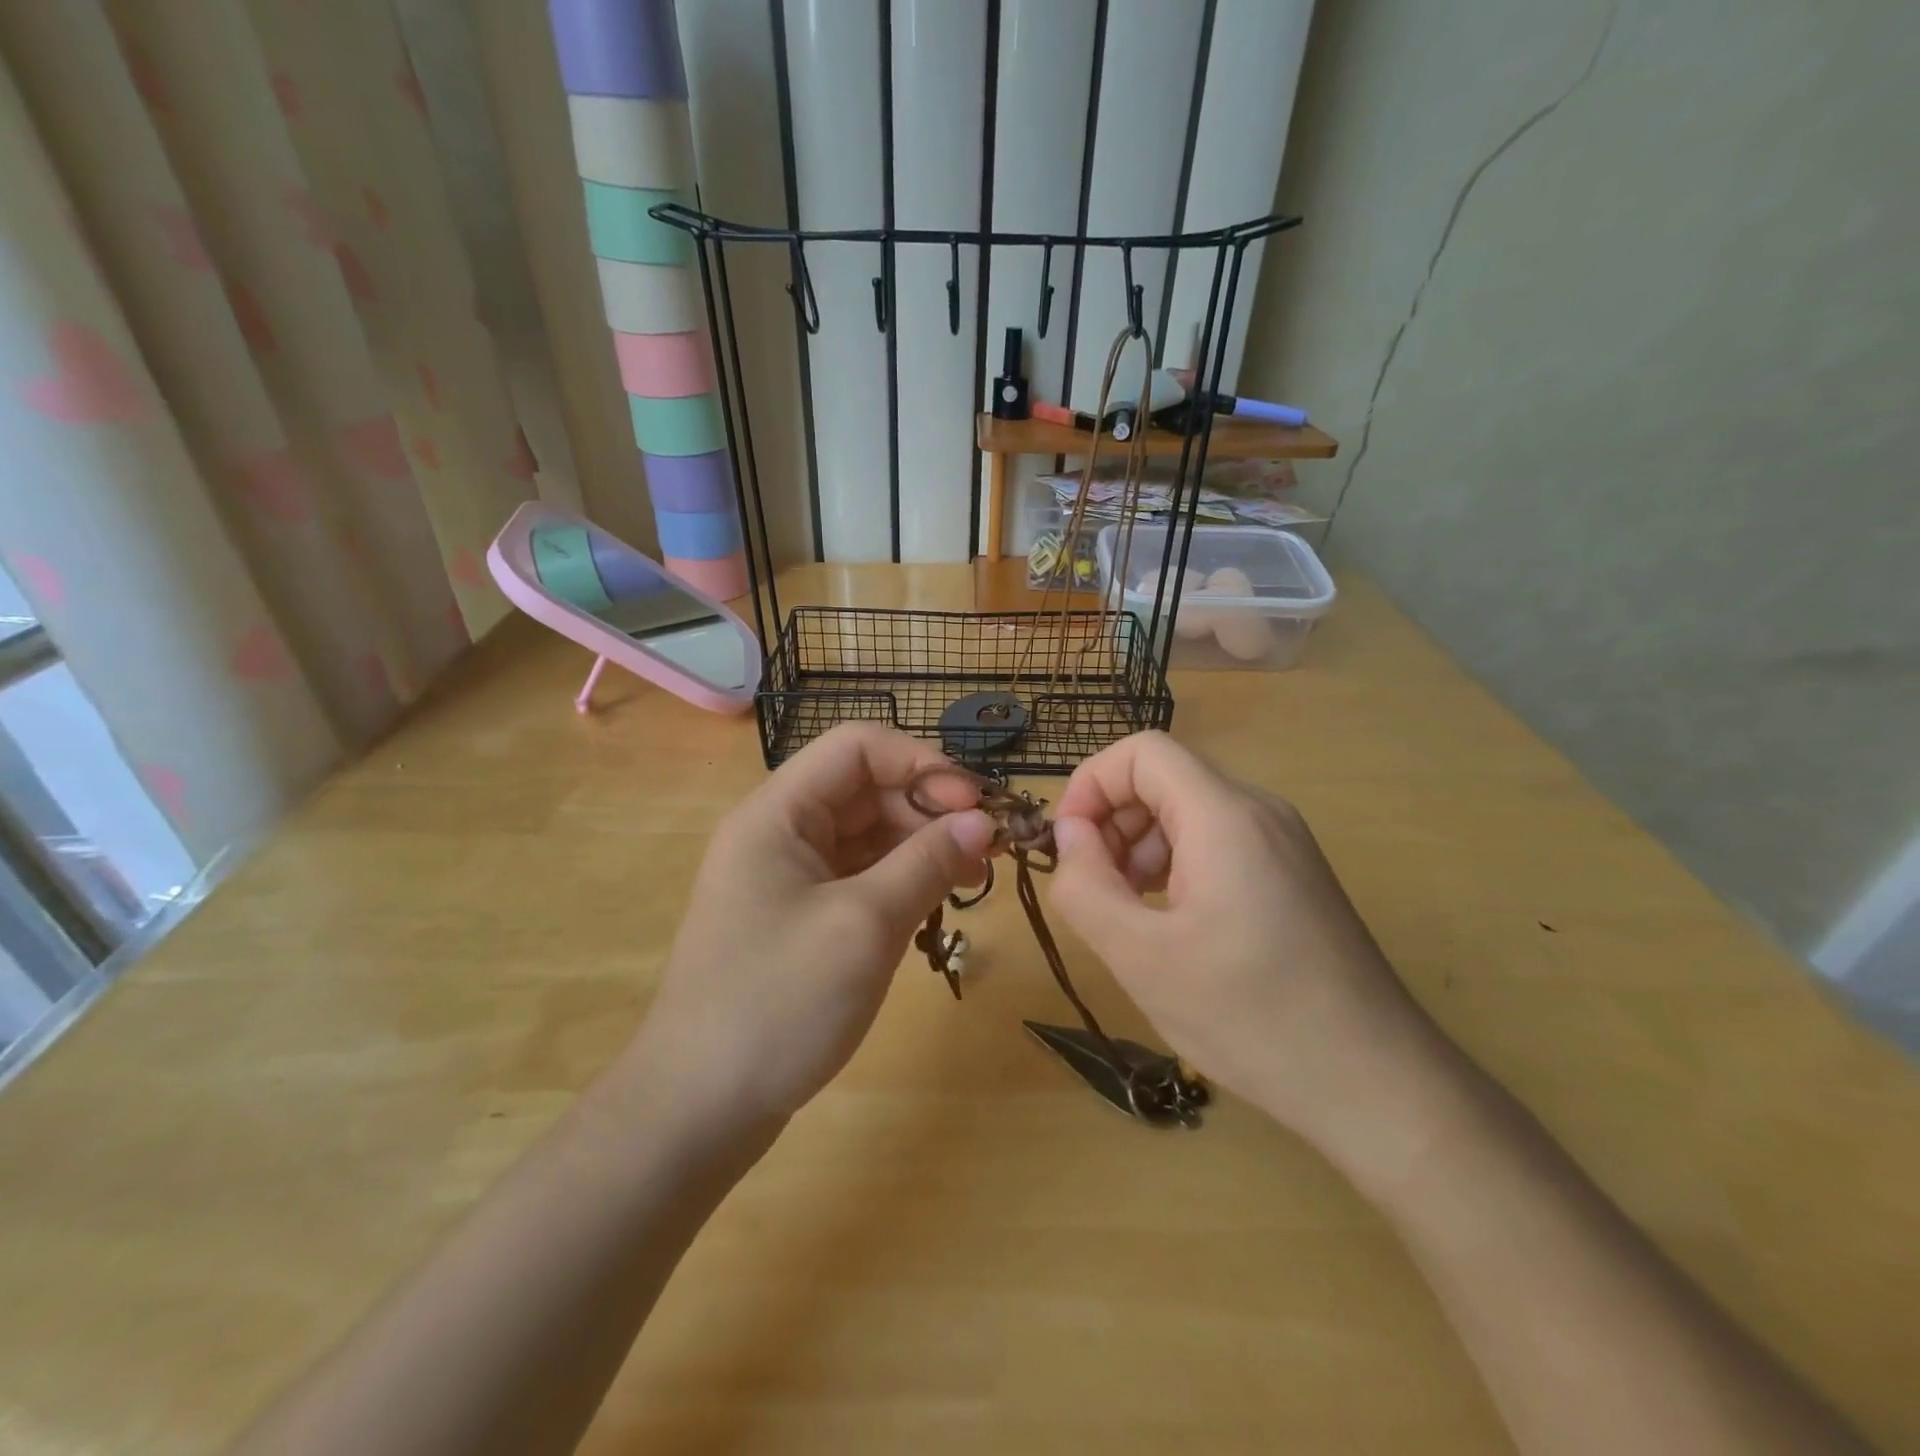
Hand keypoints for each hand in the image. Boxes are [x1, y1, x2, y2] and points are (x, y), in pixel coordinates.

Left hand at [630, 724, 995, 1125]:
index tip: (973, 806)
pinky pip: (860, 876)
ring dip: (922, 845)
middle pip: (867, 789)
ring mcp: (790, 876)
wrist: (698, 1109)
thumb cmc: (778, 1003)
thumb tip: (984, 821)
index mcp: (779, 813)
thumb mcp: (864, 925)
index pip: (859, 747)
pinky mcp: (801, 916)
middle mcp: (782, 832)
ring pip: (869, 834)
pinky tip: (936, 902)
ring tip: (973, 875)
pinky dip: (901, 880)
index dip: (921, 764)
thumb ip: (927, 862)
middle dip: (930, 808)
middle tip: (988, 848)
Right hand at [1047, 732, 1439, 1152]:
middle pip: (1164, 780)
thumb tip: (1069, 834)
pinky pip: (1217, 843)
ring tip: (1127, 914)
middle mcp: (1259, 812)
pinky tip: (1170, 924)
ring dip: (1140, 848)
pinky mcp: (1293, 875)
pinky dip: (1176, 866)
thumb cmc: (1251, 1016)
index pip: (1141, 752)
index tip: (1066, 845)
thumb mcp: (1141, 956)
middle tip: (1093, 889)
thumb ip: (1085, 885)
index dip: (1090, 785)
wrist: (1376, 1084)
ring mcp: (1283, 843)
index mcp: (1224, 815)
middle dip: (1112, 822)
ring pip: (1188, 812)